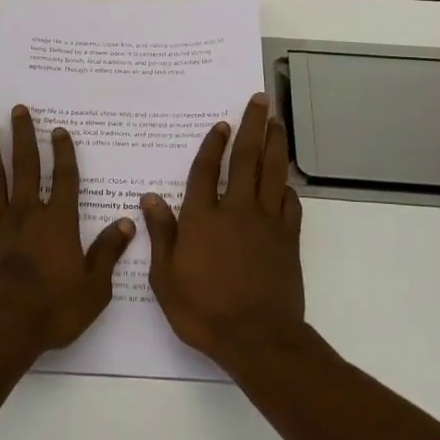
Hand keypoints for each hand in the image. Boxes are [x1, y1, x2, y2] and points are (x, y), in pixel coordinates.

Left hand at [0, 105, 135, 355]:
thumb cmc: (52, 311)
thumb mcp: (93, 288)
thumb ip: (108, 253)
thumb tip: (126, 222)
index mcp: (58, 223)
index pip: (64, 178)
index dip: (63, 152)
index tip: (59, 130)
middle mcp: (27, 214)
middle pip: (25, 166)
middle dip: (23, 135)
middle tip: (19, 109)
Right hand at [144, 93, 305, 369]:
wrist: (257, 338)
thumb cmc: (203, 310)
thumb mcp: (165, 277)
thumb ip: (161, 234)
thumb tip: (150, 198)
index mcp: (203, 218)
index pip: (207, 170)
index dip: (214, 144)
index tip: (221, 123)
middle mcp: (236, 211)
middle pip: (246, 159)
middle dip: (252, 126)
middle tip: (259, 100)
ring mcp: (266, 223)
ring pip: (273, 173)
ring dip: (275, 144)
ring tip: (276, 122)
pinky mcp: (287, 240)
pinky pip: (290, 204)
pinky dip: (288, 187)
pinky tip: (286, 181)